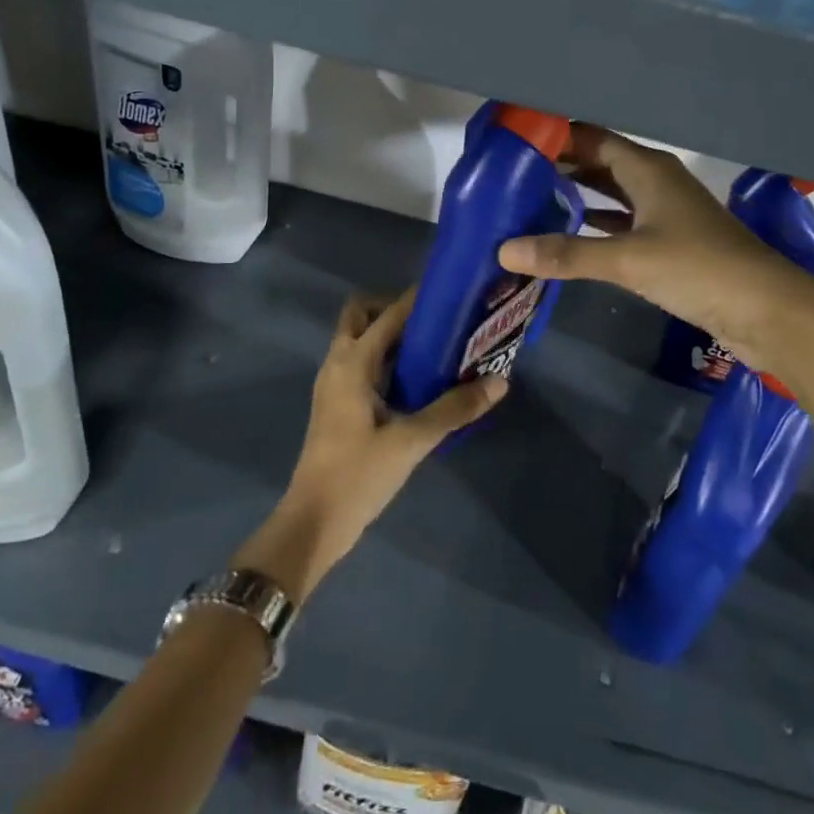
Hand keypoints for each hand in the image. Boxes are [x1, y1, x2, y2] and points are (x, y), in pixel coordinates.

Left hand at [233, 289, 504, 601]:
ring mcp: (334, 384)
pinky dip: (387, 359)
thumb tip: (499, 381)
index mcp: (352, 362)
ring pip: (360, 340)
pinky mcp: (338, 404)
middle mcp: (338, 363)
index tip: (452, 291)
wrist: (314, 522)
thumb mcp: (411, 441)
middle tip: (437, 321)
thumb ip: (455, 409)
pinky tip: (419, 379)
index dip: (418, 298)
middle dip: (396, 309)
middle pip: (362, 315)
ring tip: (437, 344)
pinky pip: (362, 364)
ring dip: (392, 335)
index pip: (389, 313)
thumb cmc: (358, 474)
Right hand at [498, 125, 809, 364]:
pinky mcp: (670, 245)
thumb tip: (504, 250)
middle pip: (599, 164)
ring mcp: (665, 214)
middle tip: (511, 174)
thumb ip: (567, 254)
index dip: (557, 136)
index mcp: (648, 170)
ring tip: (529, 200)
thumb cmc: (700, 269)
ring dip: (576, 196)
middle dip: (560, 166)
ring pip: (611, 195)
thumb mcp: (629, 260)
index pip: (592, 139)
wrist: (768, 310)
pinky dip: (595, 227)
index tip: (515, 139)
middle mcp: (655, 183)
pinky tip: (568, 235)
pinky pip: (622, 225)